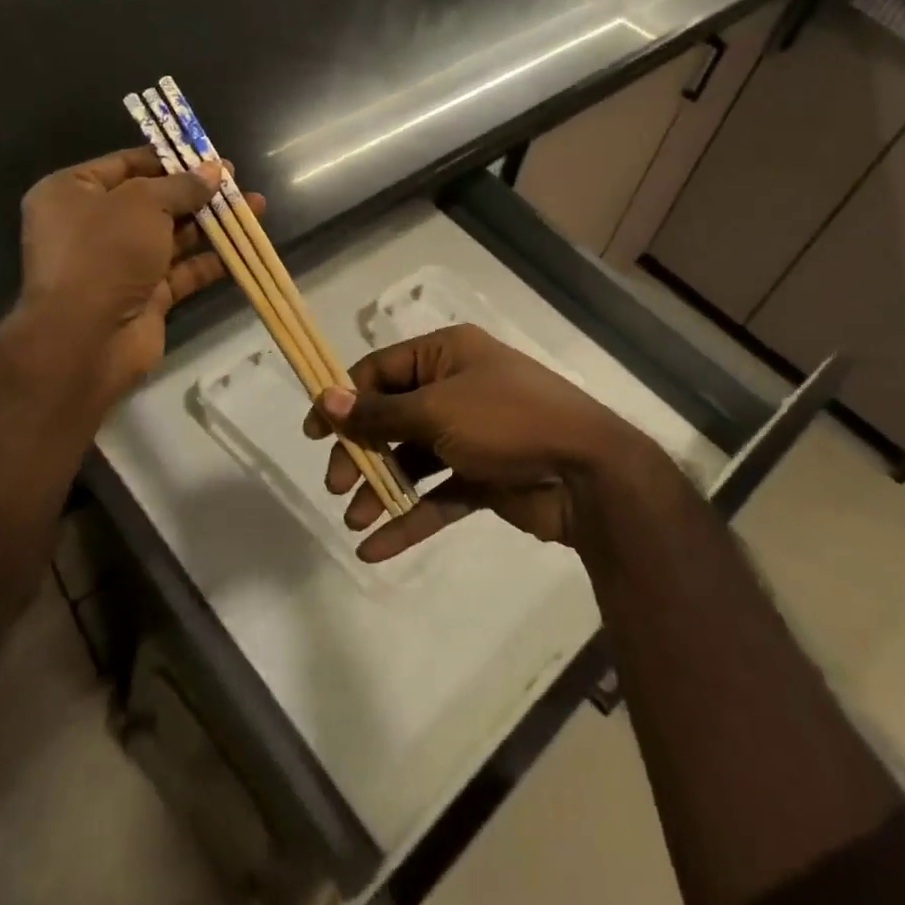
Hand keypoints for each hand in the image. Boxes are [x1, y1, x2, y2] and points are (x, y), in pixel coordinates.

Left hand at [15, 147, 261, 405]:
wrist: (87, 337)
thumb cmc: (105, 251)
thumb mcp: (144, 202)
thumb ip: (182, 185)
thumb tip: (215, 170)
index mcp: (72, 193)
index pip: (125, 164)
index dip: (169, 159)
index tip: (208, 156)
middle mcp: (92, 226)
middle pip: (153, 201)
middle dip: (196, 192)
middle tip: (235, 182)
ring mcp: (119, 263)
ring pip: (172, 236)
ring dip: (211, 223)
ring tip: (254, 208)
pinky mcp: (144, 296)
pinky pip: (181, 271)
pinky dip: (210, 260)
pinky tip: (243, 247)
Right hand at [302, 323, 656, 560]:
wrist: (589, 473)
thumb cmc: (508, 421)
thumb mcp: (437, 410)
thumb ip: (378, 412)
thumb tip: (326, 397)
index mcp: (447, 355)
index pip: (380, 370)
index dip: (344, 398)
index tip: (314, 433)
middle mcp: (456, 389)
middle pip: (391, 417)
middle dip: (360, 451)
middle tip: (336, 484)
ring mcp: (471, 435)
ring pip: (411, 460)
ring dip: (380, 488)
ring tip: (353, 519)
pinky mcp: (483, 477)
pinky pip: (437, 495)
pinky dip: (409, 518)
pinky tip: (375, 548)